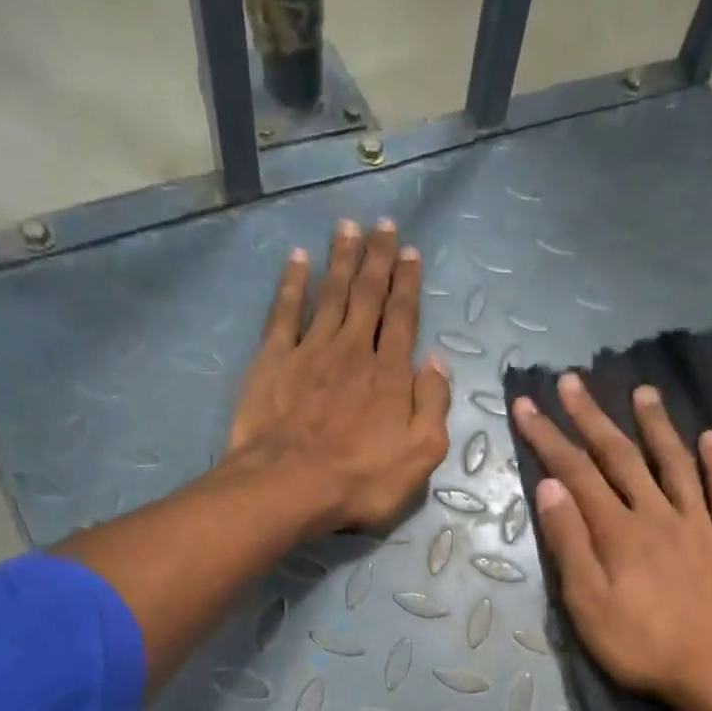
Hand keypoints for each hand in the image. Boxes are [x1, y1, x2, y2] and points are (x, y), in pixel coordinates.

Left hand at [225, 217, 450, 533]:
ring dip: (341, 260)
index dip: (408, 284)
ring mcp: (311, 351)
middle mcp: (353, 351)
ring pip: (331, 295)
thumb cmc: (362, 479)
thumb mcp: (421, 453)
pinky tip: (298, 261)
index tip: (411, 252)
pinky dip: (292, 284)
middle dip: (378, 258)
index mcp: (390, 374)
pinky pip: (285, 313)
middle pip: (368, 296)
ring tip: (348, 227)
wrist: (290, 485)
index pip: (402, 318)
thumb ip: (433, 404)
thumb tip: (437, 362)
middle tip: (383, 225)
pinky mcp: (274, 361)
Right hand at [512, 374, 711, 710]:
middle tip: (572, 381)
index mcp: (618, 531)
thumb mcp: (588, 605)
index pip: (575, 473)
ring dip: (656, 426)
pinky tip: (711, 438)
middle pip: (620, 457)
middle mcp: (657, 514)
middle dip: (592, 418)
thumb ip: (570, 544)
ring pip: (674, 464)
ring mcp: (700, 524)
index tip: (528, 404)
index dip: (548, 437)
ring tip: (643, 392)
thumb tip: (550, 487)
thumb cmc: (643, 646)